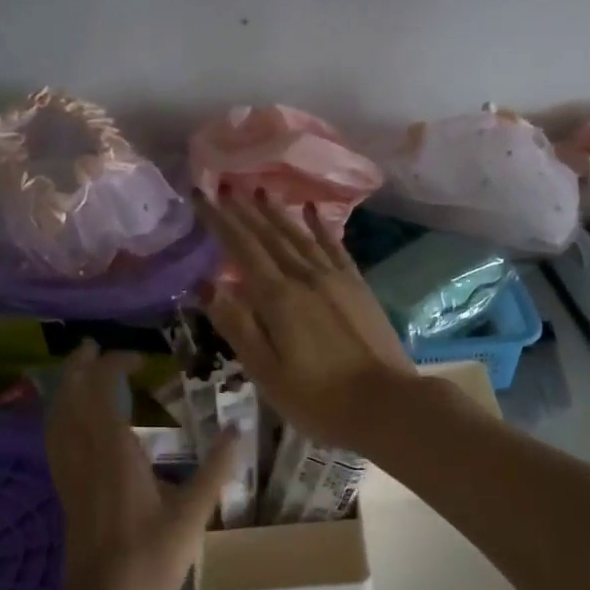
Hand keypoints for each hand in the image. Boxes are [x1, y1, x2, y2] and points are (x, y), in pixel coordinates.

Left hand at [45, 344, 242, 589]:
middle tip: (92, 348)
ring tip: (78, 376)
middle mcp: (86, 456)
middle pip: (71, 399)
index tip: (138, 359)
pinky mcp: (66, 494)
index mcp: (115, 452)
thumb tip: (239, 429)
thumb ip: (216, 469)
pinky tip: (70, 425)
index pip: (103, 392)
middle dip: (79, 368)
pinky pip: (55, 443)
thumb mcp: (192, 514)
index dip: (114, 366)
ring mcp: (70, 476)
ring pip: (57, 420)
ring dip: (64, 390)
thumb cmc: (150, 559)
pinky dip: (59, 420)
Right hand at [196, 191, 420, 451]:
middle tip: (224, 184)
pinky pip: (334, 246)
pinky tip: (312, 210)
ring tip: (260, 189)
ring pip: (299, 235)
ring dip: (277, 212)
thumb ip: (237, 325)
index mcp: (278, 298)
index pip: (242, 249)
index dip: (220, 221)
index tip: (202, 195)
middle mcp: (305, 277)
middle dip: (244, 209)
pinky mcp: (357, 286)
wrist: (387, 405)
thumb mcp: (266, 372)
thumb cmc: (318, 399)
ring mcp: (335, 279)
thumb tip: (205, 284)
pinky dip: (320, 226)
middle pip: (269, 235)